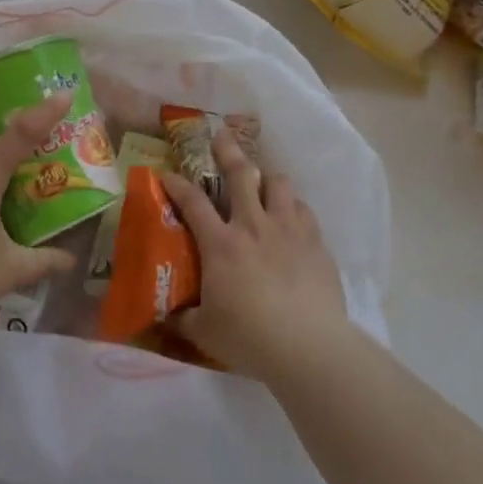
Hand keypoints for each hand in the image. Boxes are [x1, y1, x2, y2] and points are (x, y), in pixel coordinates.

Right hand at [163, 127, 347, 379]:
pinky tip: (291, 218)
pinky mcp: (315, 242)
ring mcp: (288, 229)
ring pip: (278, 183)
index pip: (192, 201)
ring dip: (267, 179)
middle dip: (228, 151)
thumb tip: (167, 317)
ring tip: (263, 182)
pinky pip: (303, 210)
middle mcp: (253, 225)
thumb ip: (184, 318)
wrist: (309, 347)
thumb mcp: (204, 332)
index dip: (176, 183)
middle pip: (240, 173)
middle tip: (221, 136)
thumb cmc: (250, 338)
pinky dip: (293, 208)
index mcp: (220, 243)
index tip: (167, 173)